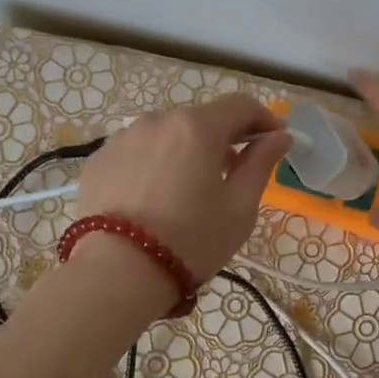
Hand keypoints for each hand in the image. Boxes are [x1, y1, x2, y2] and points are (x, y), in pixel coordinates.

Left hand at [74, 94, 289, 282]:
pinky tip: (154, 198)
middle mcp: (157, 120)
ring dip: (186, 150)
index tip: (274, 142)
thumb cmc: (191, 240)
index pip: (241, 105)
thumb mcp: (240, 207)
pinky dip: (154, 164)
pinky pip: (137, 152)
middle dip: (223, 138)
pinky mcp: (99, 160)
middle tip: (233, 173)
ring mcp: (122, 138)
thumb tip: (279, 136)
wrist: (117, 272)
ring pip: (166, 134)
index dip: (264, 119)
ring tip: (189, 189)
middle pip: (201, 118)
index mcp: (197, 126)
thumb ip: (261, 163)